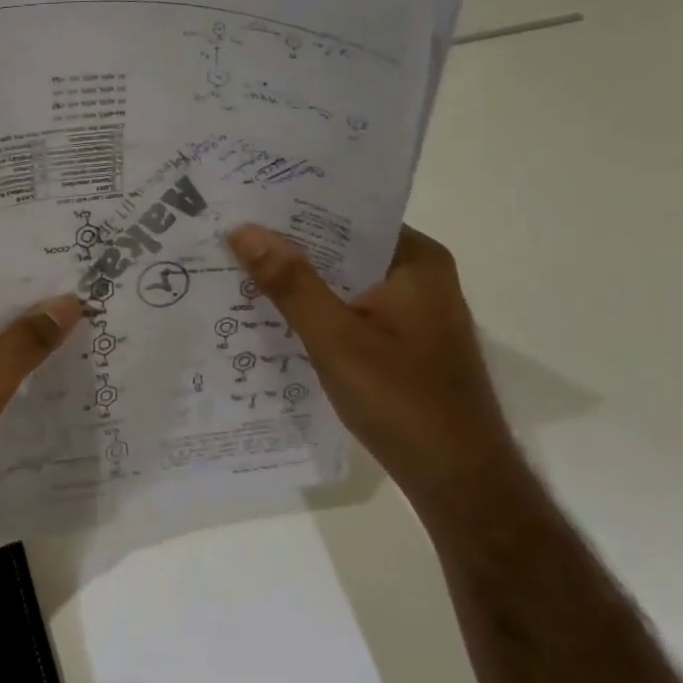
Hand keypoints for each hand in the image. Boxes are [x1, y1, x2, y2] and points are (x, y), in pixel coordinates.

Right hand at [225, 223, 522, 516]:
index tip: (243, 204)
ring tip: (234, 267)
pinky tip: (267, 314)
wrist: (456, 478)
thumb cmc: (402, 400)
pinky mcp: (398, 340)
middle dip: (287, 246)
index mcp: (415, 261)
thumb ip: (290, 283)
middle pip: (340, 247)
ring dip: (295, 280)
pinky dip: (311, 309)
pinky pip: (345, 308)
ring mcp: (408, 310)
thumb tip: (245, 229)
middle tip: (226, 235)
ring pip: (339, 281)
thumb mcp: (335, 338)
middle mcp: (416, 276)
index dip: (294, 209)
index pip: (346, 215)